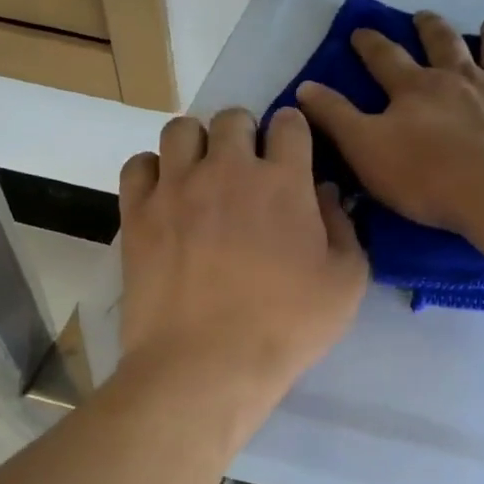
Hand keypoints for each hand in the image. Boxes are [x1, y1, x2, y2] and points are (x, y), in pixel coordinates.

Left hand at [118, 106, 367, 408]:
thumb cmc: (286, 328)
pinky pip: (138, 165)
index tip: (292, 155)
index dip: (293, 134)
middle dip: (245, 136)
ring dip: (198, 145)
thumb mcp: (346, 284)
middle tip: (248, 172)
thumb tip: (326, 193)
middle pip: (233, 118)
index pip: (289, 124)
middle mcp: (227, 169)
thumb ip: (345, 228)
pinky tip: (166, 196)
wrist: (206, 364)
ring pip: (181, 129)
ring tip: (203, 176)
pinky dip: (154, 171)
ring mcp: (176, 187)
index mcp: (283, 181)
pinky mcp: (137, 213)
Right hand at [296, 11, 483, 233]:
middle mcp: (461, 78)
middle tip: (424, 16)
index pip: (385, 58)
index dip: (370, 43)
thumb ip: (335, 118)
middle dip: (430, 28)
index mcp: (416, 88)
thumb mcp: (364, 149)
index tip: (360, 30)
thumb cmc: (423, 175)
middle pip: (443, 44)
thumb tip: (304, 88)